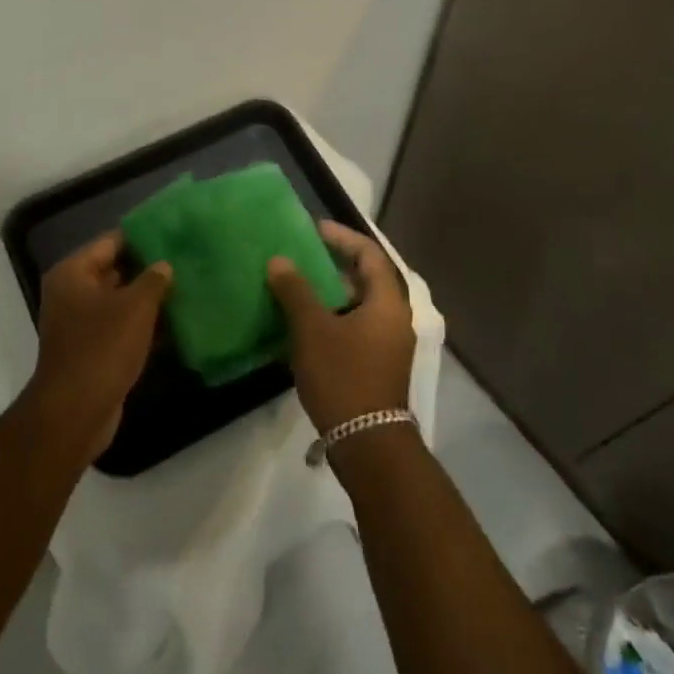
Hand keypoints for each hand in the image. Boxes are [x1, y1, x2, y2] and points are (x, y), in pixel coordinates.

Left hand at [27, 233, 171, 459]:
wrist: (75, 413)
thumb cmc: (102, 348)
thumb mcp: (135, 307)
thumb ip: (153, 279)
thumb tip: (164, 265)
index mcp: (73, 274)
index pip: (111, 241)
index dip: (142, 236)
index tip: (173, 231)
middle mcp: (71, 293)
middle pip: (114, 270)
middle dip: (147, 267)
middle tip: (185, 259)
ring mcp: (79, 324)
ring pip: (120, 301)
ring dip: (147, 298)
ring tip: (185, 287)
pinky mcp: (92, 350)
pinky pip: (120, 327)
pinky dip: (142, 325)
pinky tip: (173, 323)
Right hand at [268, 220, 414, 435]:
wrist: (367, 444)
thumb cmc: (343, 377)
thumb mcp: (313, 330)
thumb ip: (295, 291)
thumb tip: (279, 260)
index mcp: (387, 302)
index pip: (369, 254)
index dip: (343, 237)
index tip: (315, 229)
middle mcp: (394, 318)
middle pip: (366, 278)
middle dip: (334, 265)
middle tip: (303, 256)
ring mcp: (388, 344)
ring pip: (359, 305)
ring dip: (331, 293)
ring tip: (298, 287)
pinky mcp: (378, 365)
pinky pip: (356, 327)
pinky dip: (333, 317)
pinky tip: (305, 325)